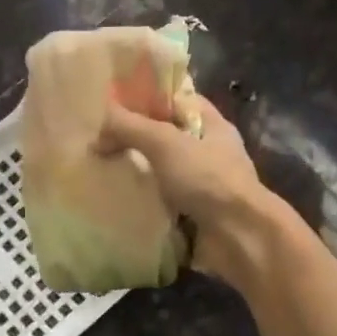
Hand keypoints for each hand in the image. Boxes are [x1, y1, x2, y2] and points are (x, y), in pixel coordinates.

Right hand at [95, 95, 289, 286]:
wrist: (240, 238)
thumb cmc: (208, 179)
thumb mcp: (165, 142)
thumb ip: (129, 127)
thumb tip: (97, 126)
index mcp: (212, 126)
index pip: (177, 100)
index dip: (147, 97)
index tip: (112, 101)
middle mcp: (209, 154)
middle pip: (166, 138)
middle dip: (135, 139)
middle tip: (97, 139)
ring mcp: (203, 188)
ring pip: (162, 173)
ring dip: (136, 174)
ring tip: (98, 169)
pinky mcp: (193, 217)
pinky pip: (161, 205)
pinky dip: (141, 204)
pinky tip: (114, 201)